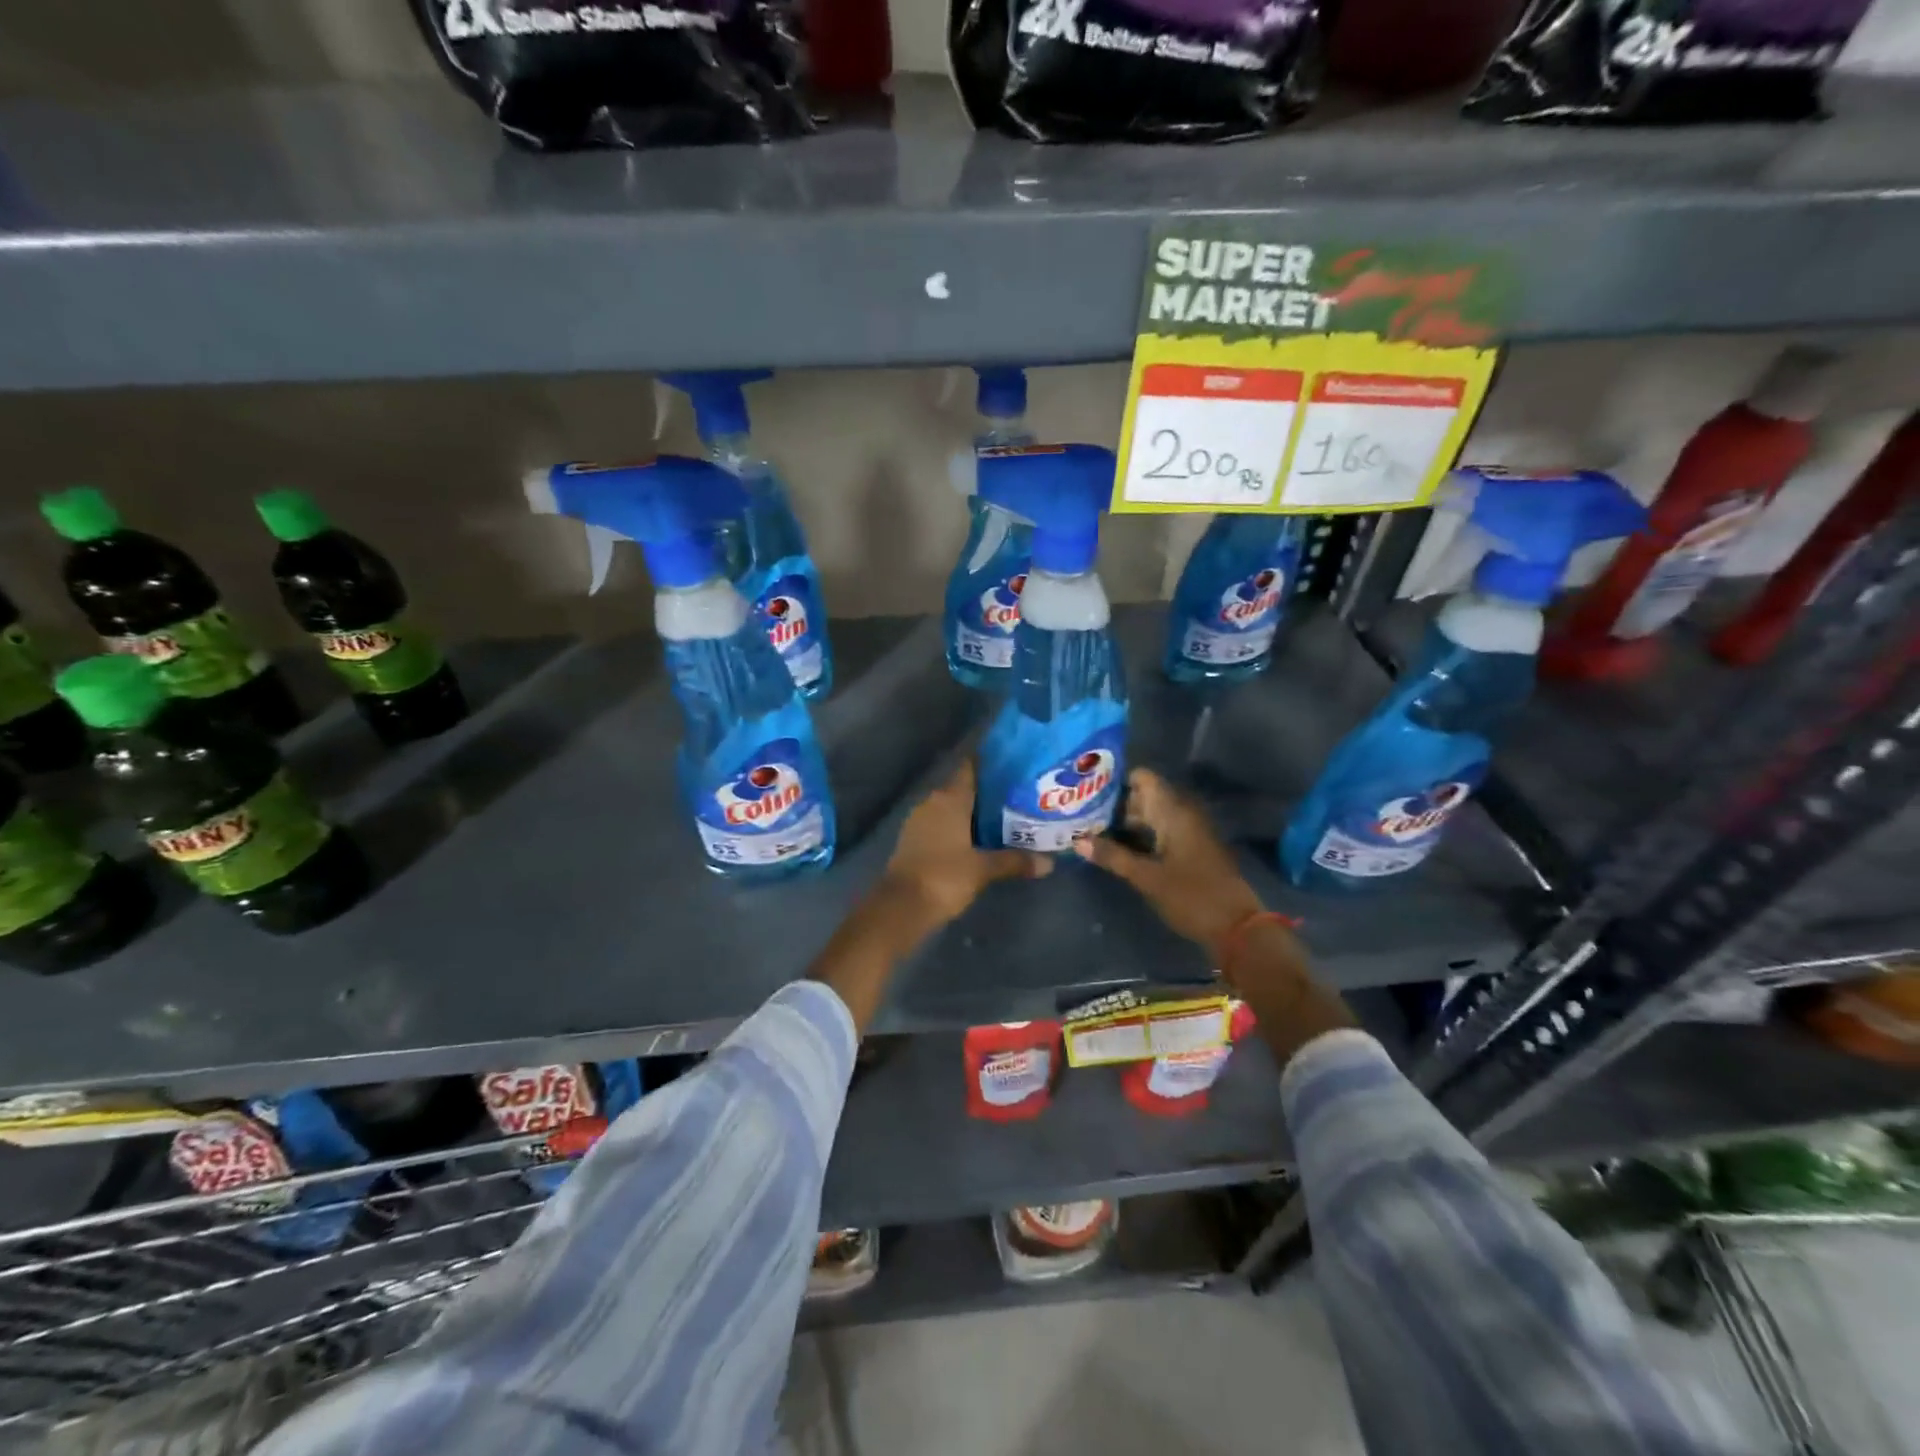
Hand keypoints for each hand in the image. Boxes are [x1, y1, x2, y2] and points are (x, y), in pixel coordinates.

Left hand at [880, 759, 1051, 928]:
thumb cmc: (944, 877)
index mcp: (949, 798)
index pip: (970, 767)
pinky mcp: (915, 839)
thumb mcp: (983, 869)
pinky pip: (943, 823)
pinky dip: (961, 826)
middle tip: (1019, 793)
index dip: (990, 762)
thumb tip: (1049, 862)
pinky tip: (980, 837)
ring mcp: (920, 820)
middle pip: (963, 787)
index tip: (1014, 761)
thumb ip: (1015, 861)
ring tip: (1006, 815)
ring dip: (974, 810)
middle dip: (989, 790)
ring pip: (953, 807)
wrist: (901, 907)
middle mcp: (933, 802)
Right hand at [1072, 768, 1266, 958]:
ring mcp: (1188, 833)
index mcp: (1174, 812)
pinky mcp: (1190, 851)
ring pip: (1150, 817)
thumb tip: (1077, 841)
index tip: (1088, 789)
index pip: (1143, 778)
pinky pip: (1159, 834)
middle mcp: (1182, 815)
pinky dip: (1138, 838)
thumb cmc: (1192, 896)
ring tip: (1090, 831)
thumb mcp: (1147, 877)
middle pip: (1143, 797)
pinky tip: (1115, 849)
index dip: (1116, 780)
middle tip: (1080, 814)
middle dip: (1114, 805)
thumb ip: (1113, 856)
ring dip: (1124, 824)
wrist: (1237, 928)